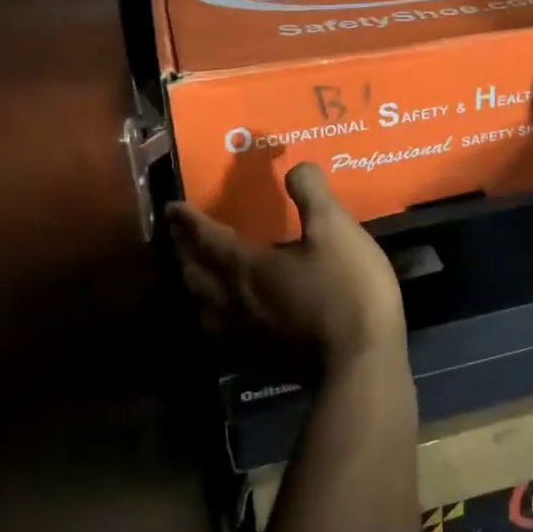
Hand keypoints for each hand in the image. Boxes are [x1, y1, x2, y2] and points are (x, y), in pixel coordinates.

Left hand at [166, 163, 406, 370]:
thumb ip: (312, 193)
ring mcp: (245, 335)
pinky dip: (213, 319)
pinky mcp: (260, 359)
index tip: (171, 208)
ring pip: (203, 308)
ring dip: (194, 286)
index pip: (207, 238)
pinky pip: (221, 335)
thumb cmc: (346, 288)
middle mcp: (234, 301)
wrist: (361, 364)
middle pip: (196, 274)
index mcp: (247, 266)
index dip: (189, 221)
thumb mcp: (336, 229)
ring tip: (196, 275)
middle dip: (184, 252)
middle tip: (179, 237)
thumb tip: (296, 167)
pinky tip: (226, 320)